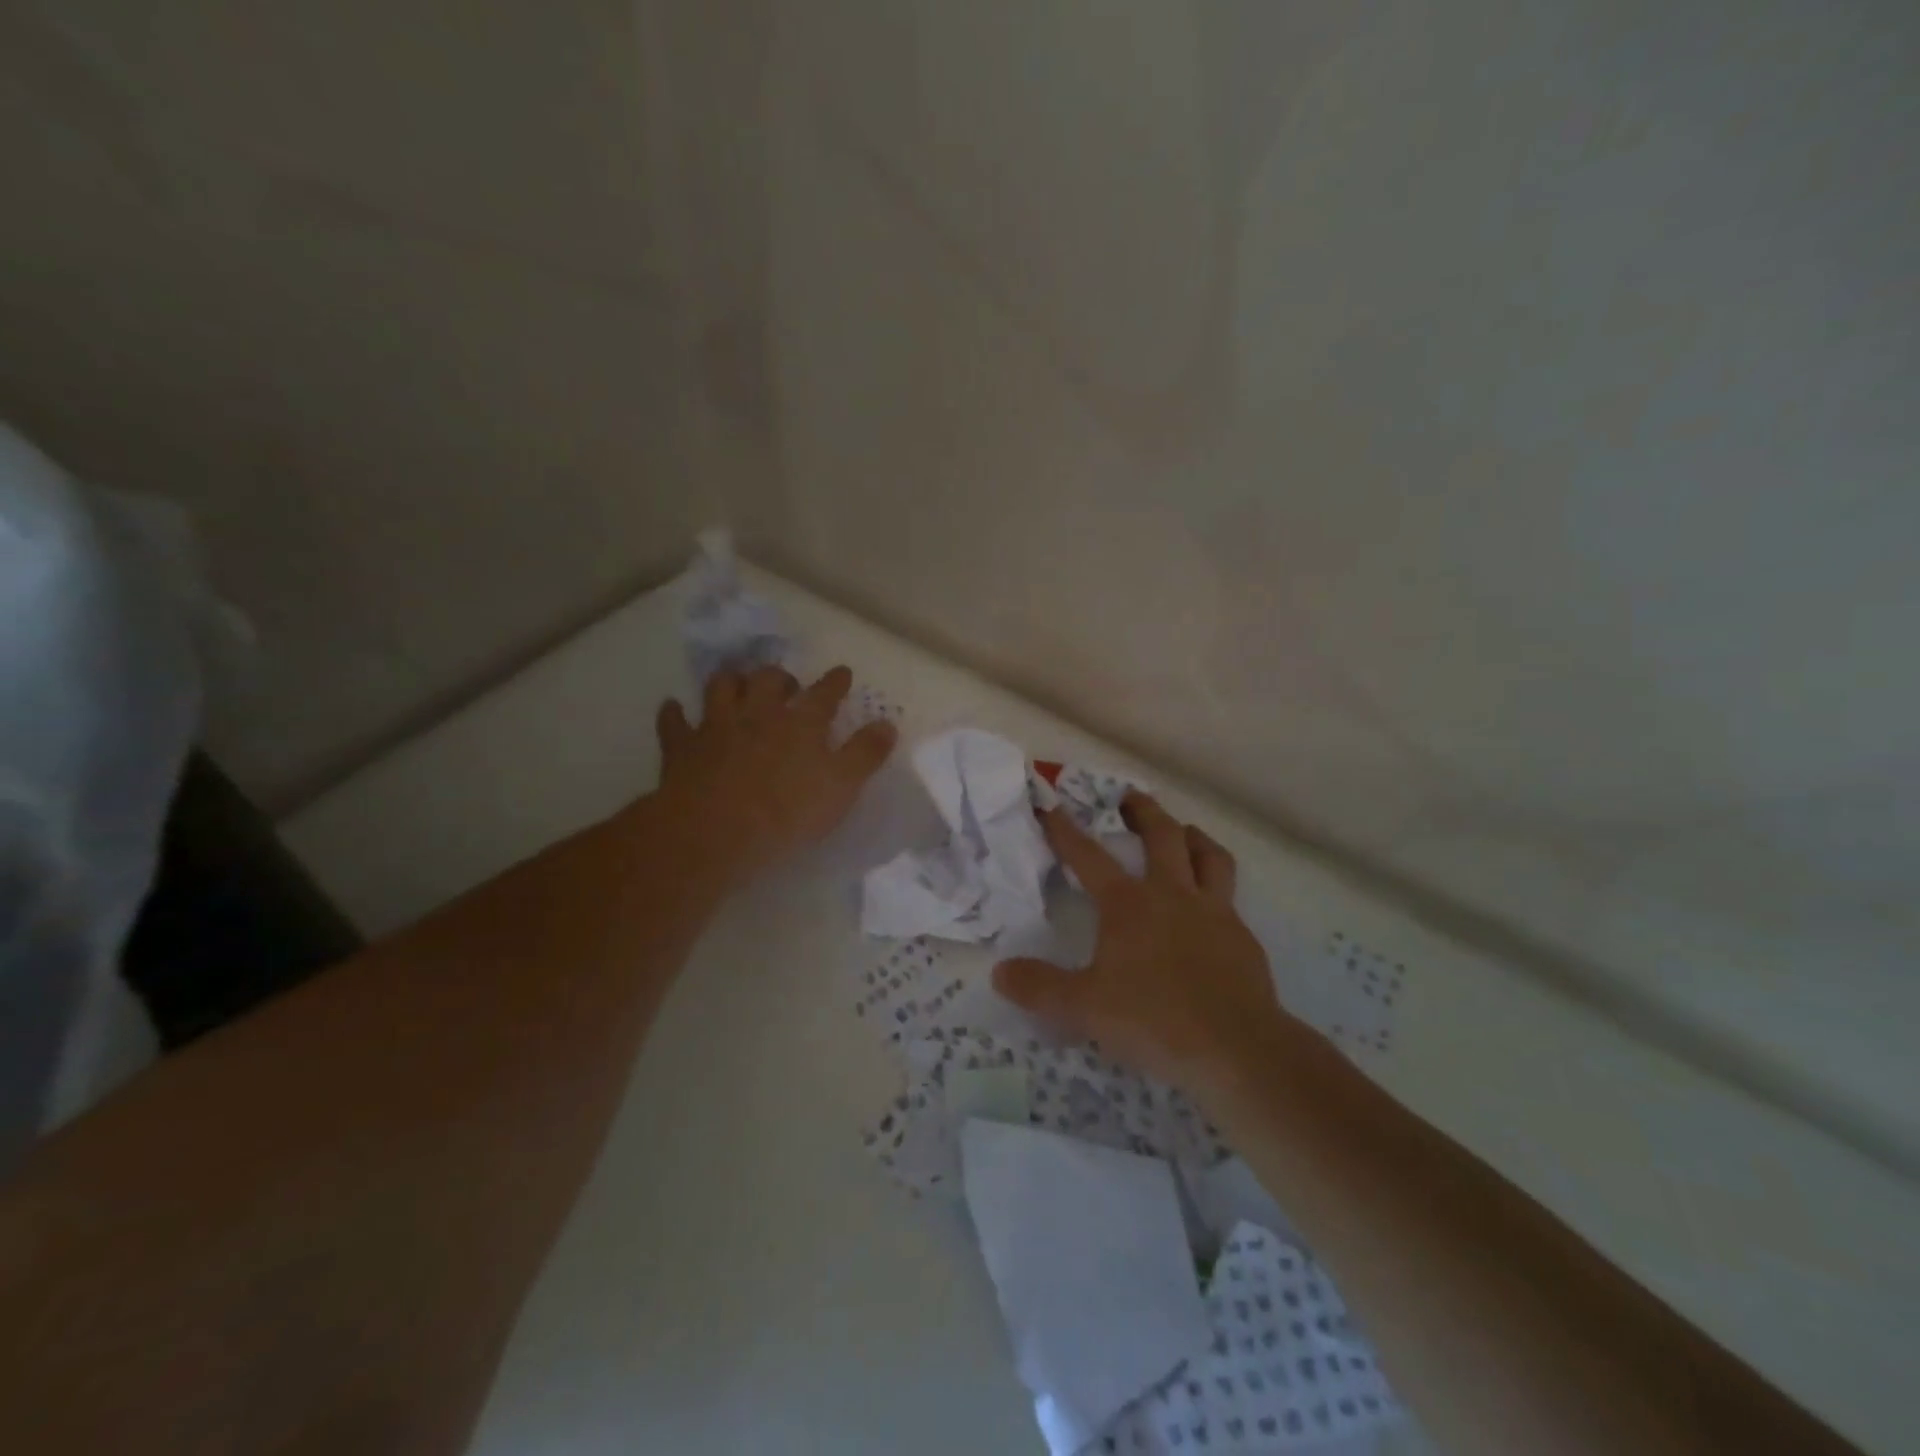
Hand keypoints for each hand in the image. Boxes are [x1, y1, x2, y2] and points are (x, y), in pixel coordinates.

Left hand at [650, 664, 896, 886]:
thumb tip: (887, 723)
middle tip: (787, 684)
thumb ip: (865, 754)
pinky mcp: (682, 746)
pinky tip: (676, 709)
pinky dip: (675, 713)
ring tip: (738, 684)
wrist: (713, 831)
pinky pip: (674, 721)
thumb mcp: (841, 787)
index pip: (824, 694)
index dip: (835, 682)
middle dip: (780, 677)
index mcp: (801, 723)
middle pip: (769, 680)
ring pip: (722, 687)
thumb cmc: (786, 813)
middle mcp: (759, 714)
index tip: (842, 673)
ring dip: (731, 681)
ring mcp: (717, 726)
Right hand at [993, 792, 1284, 1094]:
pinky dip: (1217, 889)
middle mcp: (1172, 895)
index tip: (1051, 807)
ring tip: (1183, 832)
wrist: (1236, 1048)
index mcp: (1128, 904)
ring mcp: (1214, 912)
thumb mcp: (1083, 1008)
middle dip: (1142, 811)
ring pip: (1208, 855)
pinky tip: (1211, 909)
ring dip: (1192, 836)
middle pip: (1162, 834)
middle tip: (1130, 796)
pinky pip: (1230, 898)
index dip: (1065, 831)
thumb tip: (1000, 972)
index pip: (1088, 856)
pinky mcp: (1243, 938)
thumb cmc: (1153, 1020)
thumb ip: (1039, 988)